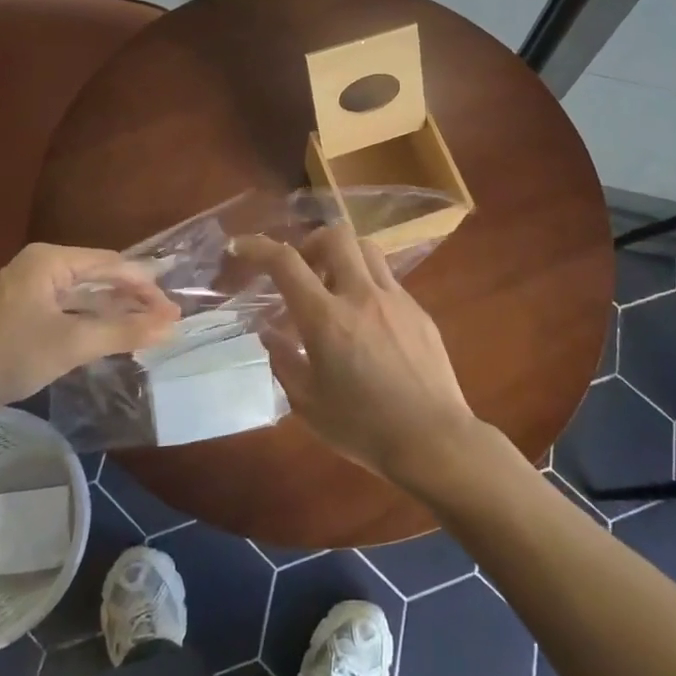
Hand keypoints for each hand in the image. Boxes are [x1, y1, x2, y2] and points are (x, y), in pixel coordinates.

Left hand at [0, 244, 178, 412]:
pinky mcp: (25, 314)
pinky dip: (94, 322)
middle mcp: (41, 266)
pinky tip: (115, 336)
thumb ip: (124, 331)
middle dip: (133, 299)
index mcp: (50, 260)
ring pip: (86, 295)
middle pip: (100, 276)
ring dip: (116, 312)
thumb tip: (171, 326)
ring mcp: (31, 290)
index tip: (173, 312)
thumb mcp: (73, 343)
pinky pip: (71, 310)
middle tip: (166, 322)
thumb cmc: (10, 356)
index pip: (112, 264)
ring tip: (149, 330)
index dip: (146, 287)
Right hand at [236, 226, 479, 485]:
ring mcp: (395, 299)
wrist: (432, 439)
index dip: (259, 247)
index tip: (242, 247)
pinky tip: (367, 321)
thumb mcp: (307, 403)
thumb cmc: (362, 427)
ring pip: (367, 248)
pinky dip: (368, 285)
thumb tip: (269, 332)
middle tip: (304, 271)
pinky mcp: (419, 310)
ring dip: (343, 257)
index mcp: (326, 319)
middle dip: (311, 243)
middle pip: (335, 236)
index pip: (285, 263)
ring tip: (335, 289)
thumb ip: (283, 360)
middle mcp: (361, 296)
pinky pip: (388, 279)